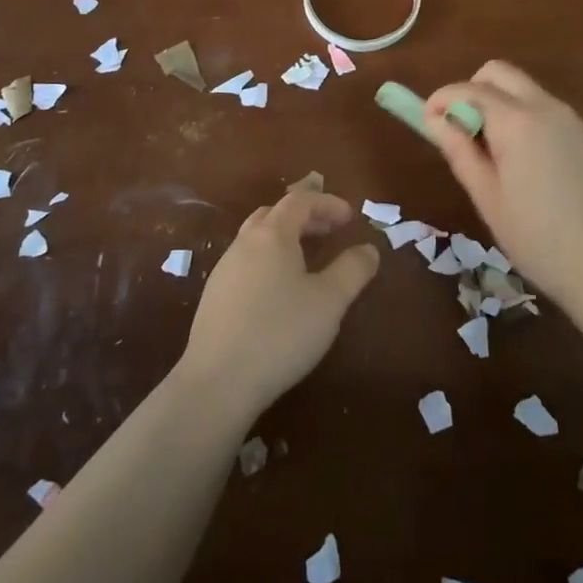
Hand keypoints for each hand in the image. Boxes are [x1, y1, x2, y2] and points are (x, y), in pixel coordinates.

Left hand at [179, 190, 380, 418]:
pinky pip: (246, 262)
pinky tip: (279, 290)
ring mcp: (224, 269)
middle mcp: (244, 243)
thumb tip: (368, 248)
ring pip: (257, 238)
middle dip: (305, 216)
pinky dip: (269, 259)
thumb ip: (353, 270)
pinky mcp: (214, 296)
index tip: (350, 217)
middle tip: (331, 232)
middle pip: (275, 213)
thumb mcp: (329, 301)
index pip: (300, 201)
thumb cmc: (280, 333)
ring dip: (285, 238)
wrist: (218, 382)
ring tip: (307, 259)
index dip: (327, 203)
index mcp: (271, 235)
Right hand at [426, 61, 582, 305]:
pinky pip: (544, 109)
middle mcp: (545, 107)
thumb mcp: (486, 196)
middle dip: (471, 90)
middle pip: (498, 73)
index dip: (441, 99)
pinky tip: (525, 164)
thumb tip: (433, 118)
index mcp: (516, 121)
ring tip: (492, 154)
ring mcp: (570, 118)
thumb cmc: (536, 237)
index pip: (468, 89)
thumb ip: (458, 149)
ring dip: (498, 104)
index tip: (427, 121)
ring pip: (523, 89)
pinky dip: (522, 118)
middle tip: (462, 131)